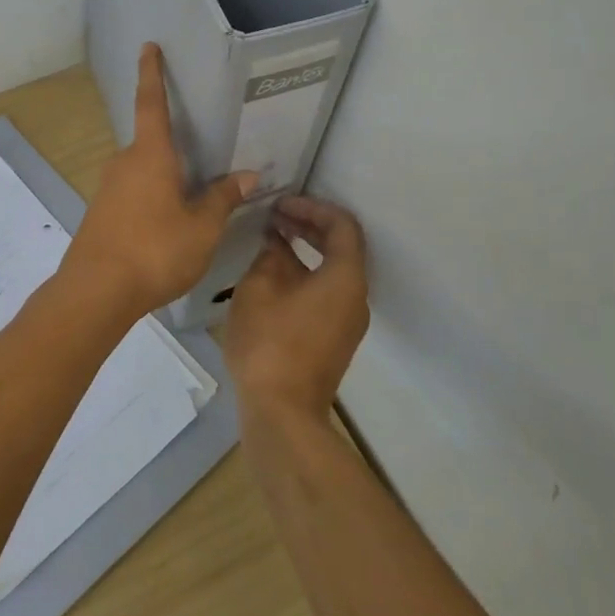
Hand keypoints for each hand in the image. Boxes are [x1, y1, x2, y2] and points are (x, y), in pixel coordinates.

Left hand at [62, 44, 256, 318]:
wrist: (96, 292)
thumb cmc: (155, 250)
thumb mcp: (202, 227)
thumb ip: (223, 198)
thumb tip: (247, 174)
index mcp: (150, 155)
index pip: (152, 103)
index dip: (152, 73)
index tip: (148, 47)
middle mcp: (124, 163)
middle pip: (152, 145)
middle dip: (174, 150)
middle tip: (202, 164)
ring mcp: (108, 188)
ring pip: (143, 173)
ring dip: (164, 181)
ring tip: (191, 204)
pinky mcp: (100, 213)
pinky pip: (133, 194)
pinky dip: (151, 200)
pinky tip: (166, 227)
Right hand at [223, 195, 369, 421]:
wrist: (282, 412)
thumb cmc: (270, 343)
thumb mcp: (259, 288)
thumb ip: (270, 256)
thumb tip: (276, 243)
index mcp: (345, 278)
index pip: (342, 226)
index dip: (312, 207)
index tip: (281, 203)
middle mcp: (355, 297)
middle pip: (342, 247)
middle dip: (308, 225)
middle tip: (274, 215)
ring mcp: (347, 321)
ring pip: (333, 271)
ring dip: (305, 250)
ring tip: (270, 238)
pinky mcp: (333, 338)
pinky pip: (326, 291)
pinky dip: (305, 273)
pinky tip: (273, 273)